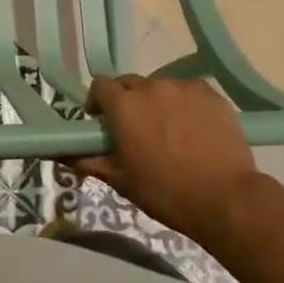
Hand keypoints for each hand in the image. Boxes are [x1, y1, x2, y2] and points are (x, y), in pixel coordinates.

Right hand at [70, 75, 260, 244]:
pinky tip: (192, 129)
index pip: (100, 86)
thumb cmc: (165, 191)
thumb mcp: (120, 180)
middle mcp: (151, 86)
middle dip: (127, 101)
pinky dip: (184, 105)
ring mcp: (184, 87)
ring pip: (161, 87)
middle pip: (130, 83)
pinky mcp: (211, 94)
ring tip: (168, 130)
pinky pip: (188, 92)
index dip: (98, 102)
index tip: (102, 122)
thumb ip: (87, 160)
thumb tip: (58, 153)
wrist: (225, 198)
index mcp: (124, 105)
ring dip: (157, 102)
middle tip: (135, 129)